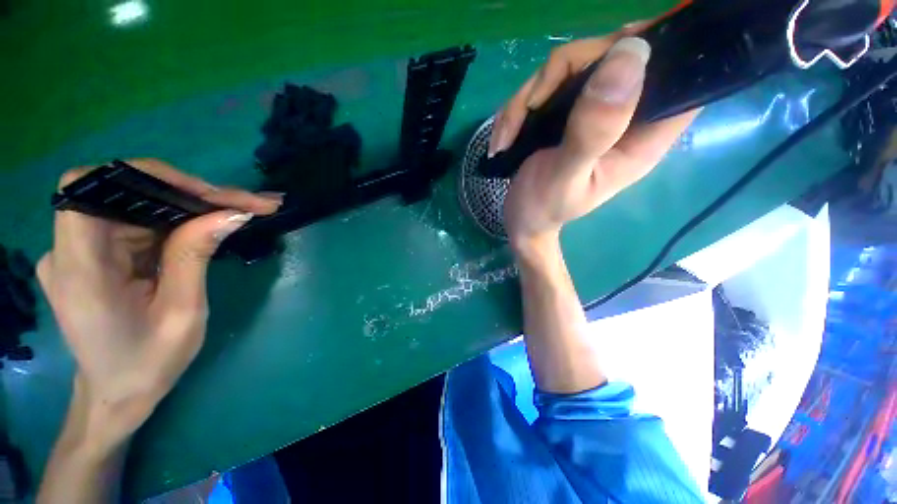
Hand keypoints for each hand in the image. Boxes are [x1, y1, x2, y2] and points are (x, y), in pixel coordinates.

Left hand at [38, 159, 280, 444]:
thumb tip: (232, 213)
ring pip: (136, 204)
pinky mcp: (97, 253)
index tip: (204, 191)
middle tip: (244, 202)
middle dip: (186, 191)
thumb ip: (195, 255)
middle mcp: (70, 250)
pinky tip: (210, 224)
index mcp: (80, 270)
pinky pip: (138, 221)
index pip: (91, 188)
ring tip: (239, 210)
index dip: (146, 176)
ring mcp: (81, 250)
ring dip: (189, 204)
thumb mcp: (182, 313)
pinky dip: (177, 219)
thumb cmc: (149, 363)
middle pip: (123, 193)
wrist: (119, 393)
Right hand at [491, 32, 698, 250]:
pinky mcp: (565, 112)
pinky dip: (518, 108)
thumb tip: (630, 54)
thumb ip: (594, 129)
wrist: (521, 220)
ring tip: (507, 136)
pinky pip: (544, 86)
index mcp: (642, 137)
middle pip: (614, 54)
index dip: (662, 49)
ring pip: (571, 66)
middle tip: (531, 106)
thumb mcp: (566, 177)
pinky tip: (504, 137)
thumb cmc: (544, 208)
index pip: (679, 76)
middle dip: (563, 72)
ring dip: (528, 98)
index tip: (614, 53)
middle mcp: (624, 116)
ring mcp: (592, 111)